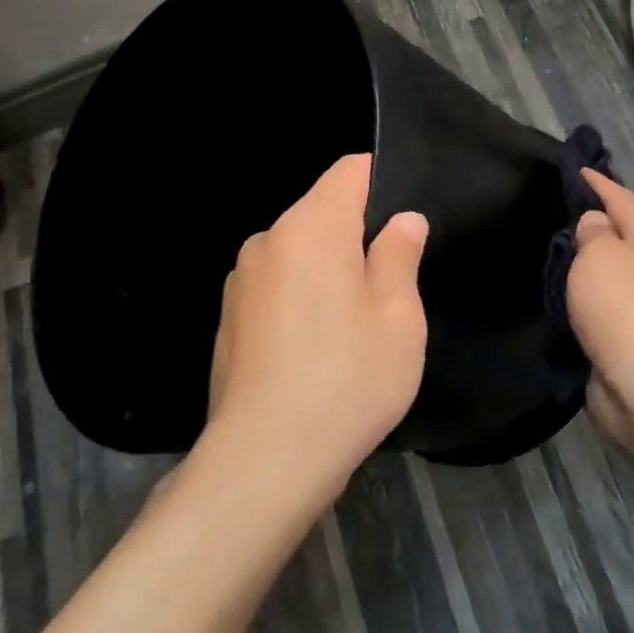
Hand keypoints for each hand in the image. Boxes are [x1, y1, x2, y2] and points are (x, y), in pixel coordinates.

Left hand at [204, 154, 428, 507]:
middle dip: (358, 236)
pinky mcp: (229, 318)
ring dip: (328, 271)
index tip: (404, 219)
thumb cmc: (346, 381)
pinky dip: (301, 300)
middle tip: (391, 287)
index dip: (381, 181)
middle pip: (322, 213)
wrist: (263, 461)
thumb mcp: (397, 318)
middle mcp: (269, 240)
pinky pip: (277, 287)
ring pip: (299, 253)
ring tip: (354, 327)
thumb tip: (403, 220)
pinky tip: (316, 351)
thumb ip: (400, 256)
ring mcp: (241, 280)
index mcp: (311, 227)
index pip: (349, 171)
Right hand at [567, 170, 633, 448]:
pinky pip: (614, 301)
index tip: (578, 169)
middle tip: (567, 210)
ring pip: (621, 270)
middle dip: (601, 222)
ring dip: (597, 260)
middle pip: (628, 234)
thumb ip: (593, 231)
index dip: (599, 183)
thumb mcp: (600, 254)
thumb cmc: (623, 306)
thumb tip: (597, 225)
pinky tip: (575, 293)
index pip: (623, 199)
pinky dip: (595, 292)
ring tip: (565, 251)